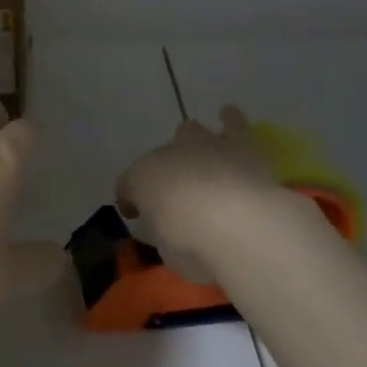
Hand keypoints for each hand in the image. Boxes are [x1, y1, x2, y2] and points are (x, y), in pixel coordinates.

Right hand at [117, 105, 314, 282]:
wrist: (238, 223)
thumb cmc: (192, 243)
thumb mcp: (165, 250)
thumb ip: (158, 233)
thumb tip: (155, 228)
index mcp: (140, 178)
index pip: (127, 185)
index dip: (130, 200)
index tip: (136, 216)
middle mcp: (167, 154)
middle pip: (160, 156)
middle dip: (165, 170)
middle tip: (176, 192)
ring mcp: (203, 145)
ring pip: (190, 131)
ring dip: (192, 143)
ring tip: (200, 154)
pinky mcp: (239, 143)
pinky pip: (233, 122)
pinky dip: (229, 119)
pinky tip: (228, 116)